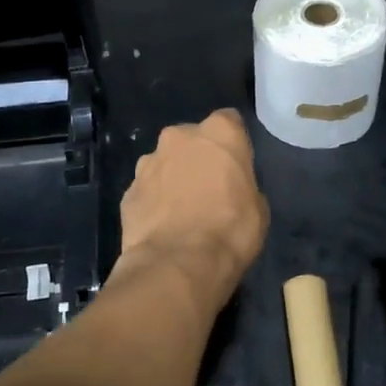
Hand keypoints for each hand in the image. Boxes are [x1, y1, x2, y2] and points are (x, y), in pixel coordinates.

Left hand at [118, 108, 268, 310]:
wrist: (178, 264)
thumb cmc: (231, 231)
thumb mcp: (257, 208)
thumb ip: (242, 185)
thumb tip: (230, 189)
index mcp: (218, 133)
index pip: (229, 121)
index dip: (232, 143)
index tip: (236, 165)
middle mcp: (178, 137)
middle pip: (191, 139)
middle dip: (197, 158)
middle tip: (208, 189)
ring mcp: (147, 162)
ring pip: (164, 163)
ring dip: (172, 178)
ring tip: (181, 212)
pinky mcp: (127, 191)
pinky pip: (146, 191)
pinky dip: (154, 203)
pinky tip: (163, 227)